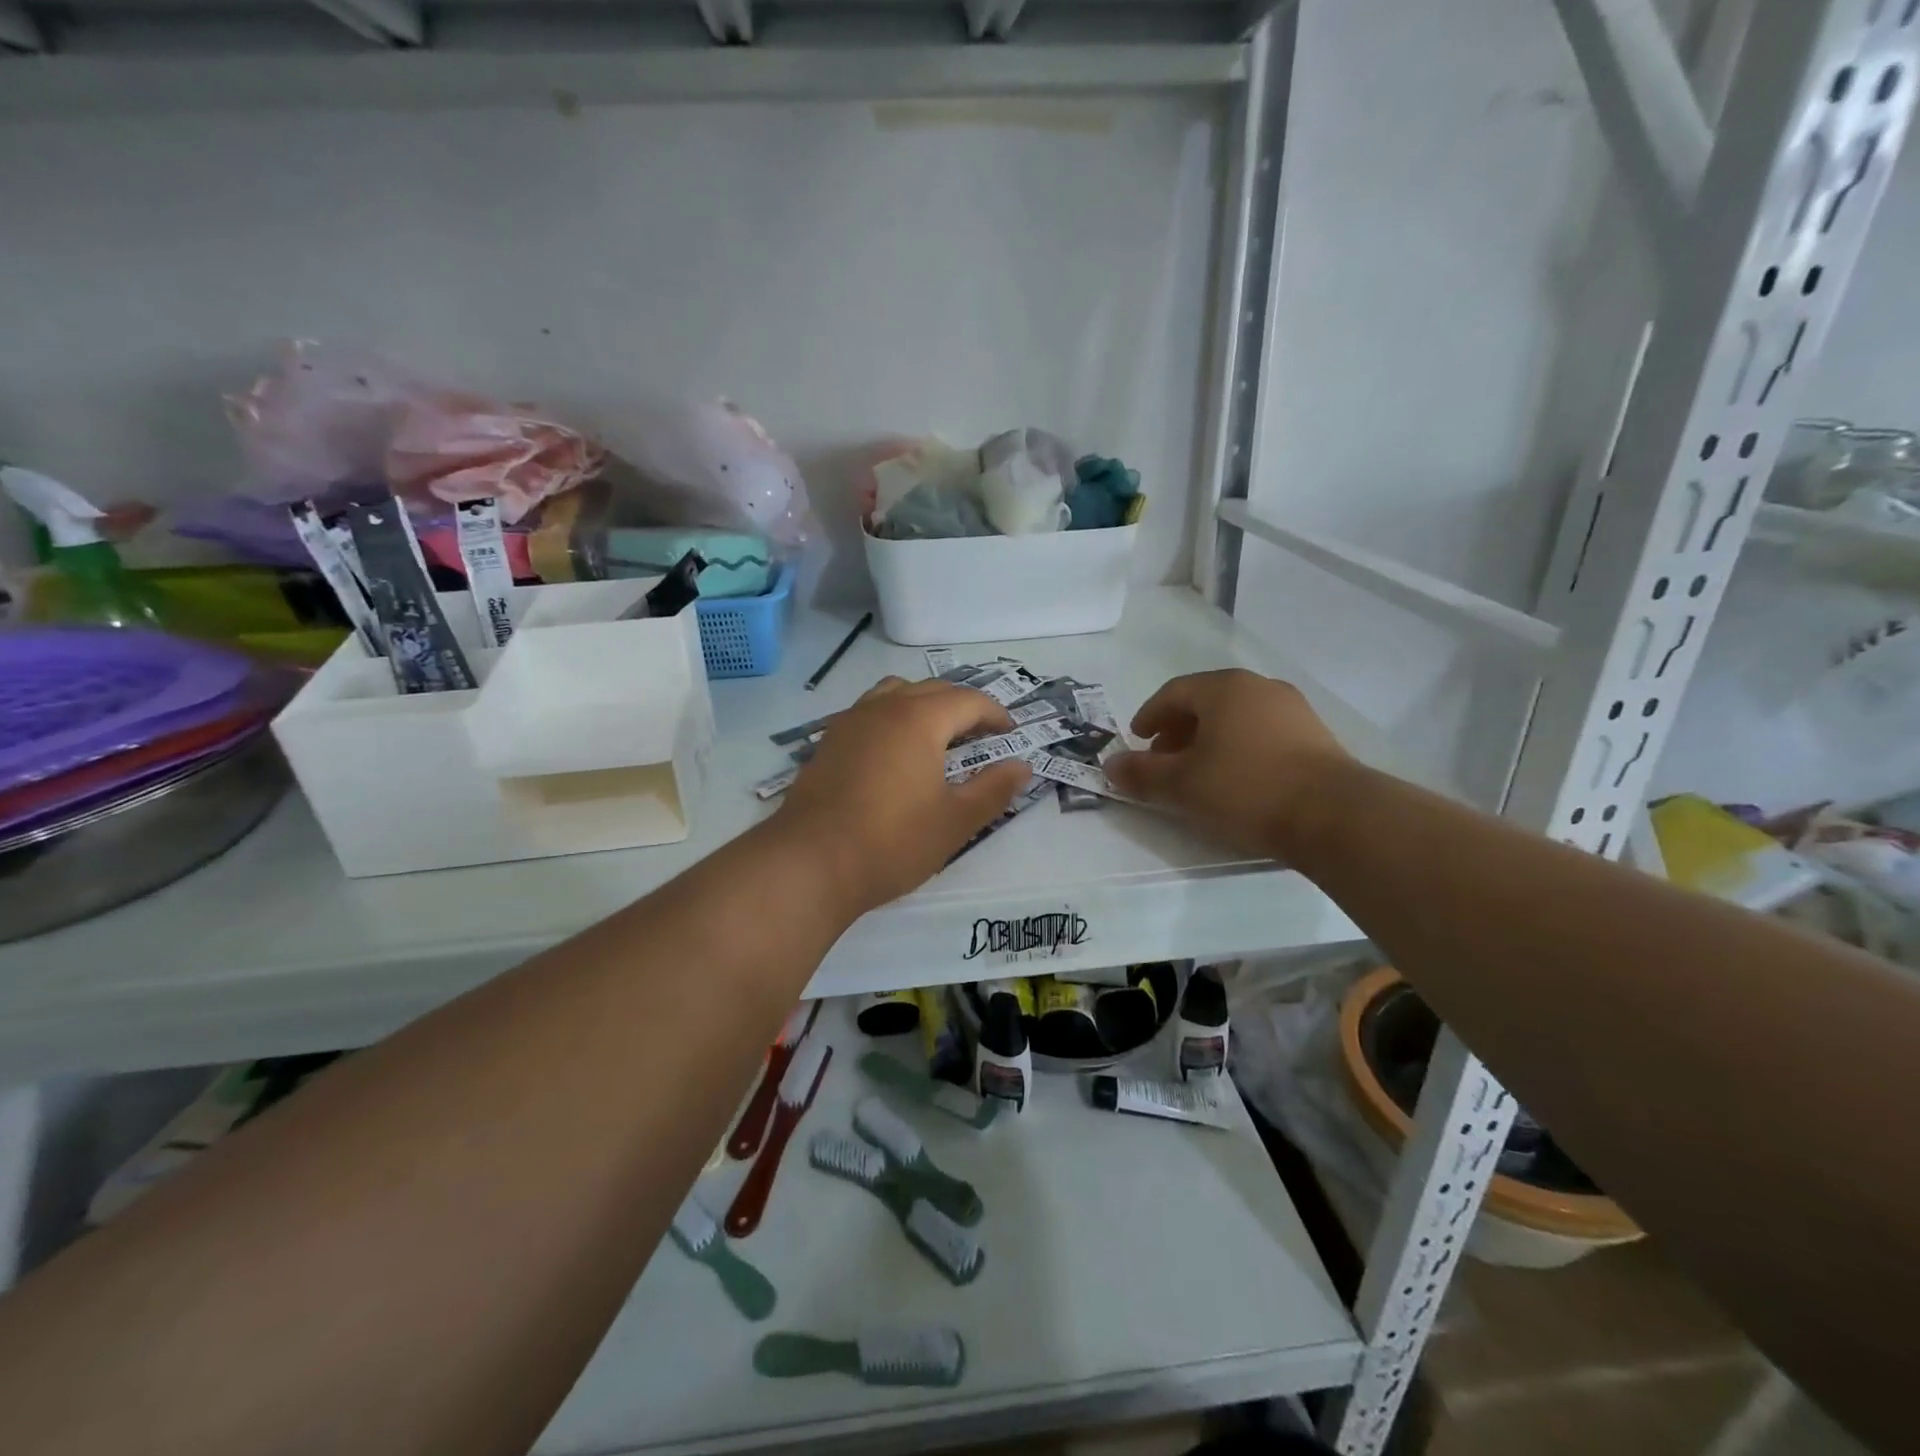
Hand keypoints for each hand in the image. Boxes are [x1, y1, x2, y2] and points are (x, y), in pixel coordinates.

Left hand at [773, 678, 1031, 912]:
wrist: (809, 863)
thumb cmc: (891, 842)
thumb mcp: (955, 821)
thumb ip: (993, 789)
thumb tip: (1022, 766)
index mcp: (919, 719)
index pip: (968, 701)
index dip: (996, 714)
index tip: (1012, 735)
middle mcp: (883, 708)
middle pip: (931, 690)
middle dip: (962, 707)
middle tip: (982, 735)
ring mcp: (850, 723)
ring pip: (895, 694)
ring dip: (923, 705)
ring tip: (937, 736)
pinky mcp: (828, 743)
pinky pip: (869, 713)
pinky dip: (893, 719)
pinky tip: (894, 753)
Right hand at [1104, 669, 1352, 857]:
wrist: (1334, 816)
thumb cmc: (1246, 789)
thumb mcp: (1182, 785)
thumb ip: (1141, 773)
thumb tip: (1110, 766)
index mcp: (1224, 689)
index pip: (1173, 692)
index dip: (1149, 715)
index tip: (1137, 740)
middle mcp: (1259, 688)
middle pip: (1206, 702)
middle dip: (1178, 729)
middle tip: (1163, 758)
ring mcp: (1293, 710)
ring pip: (1236, 717)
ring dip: (1209, 740)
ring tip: (1198, 772)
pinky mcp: (1315, 736)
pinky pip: (1262, 733)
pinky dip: (1239, 748)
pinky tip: (1236, 779)